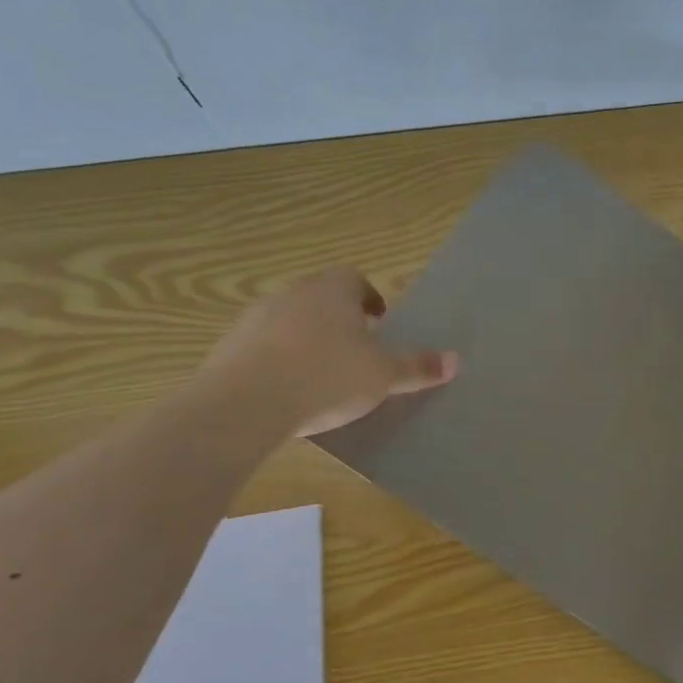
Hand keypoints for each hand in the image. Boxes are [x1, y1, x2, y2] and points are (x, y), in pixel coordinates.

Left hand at [198, 268, 456, 436]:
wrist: (246, 403)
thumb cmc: (328, 376)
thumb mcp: (383, 375)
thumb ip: (417, 367)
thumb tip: (455, 360)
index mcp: (333, 291)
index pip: (354, 279)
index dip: (369, 298)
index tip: (379, 322)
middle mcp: (293, 294)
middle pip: (320, 298)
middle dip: (338, 320)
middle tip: (355, 350)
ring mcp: (255, 319)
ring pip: (288, 321)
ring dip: (304, 340)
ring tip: (321, 374)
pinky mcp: (228, 348)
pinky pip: (260, 348)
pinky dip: (276, 362)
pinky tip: (287, 393)